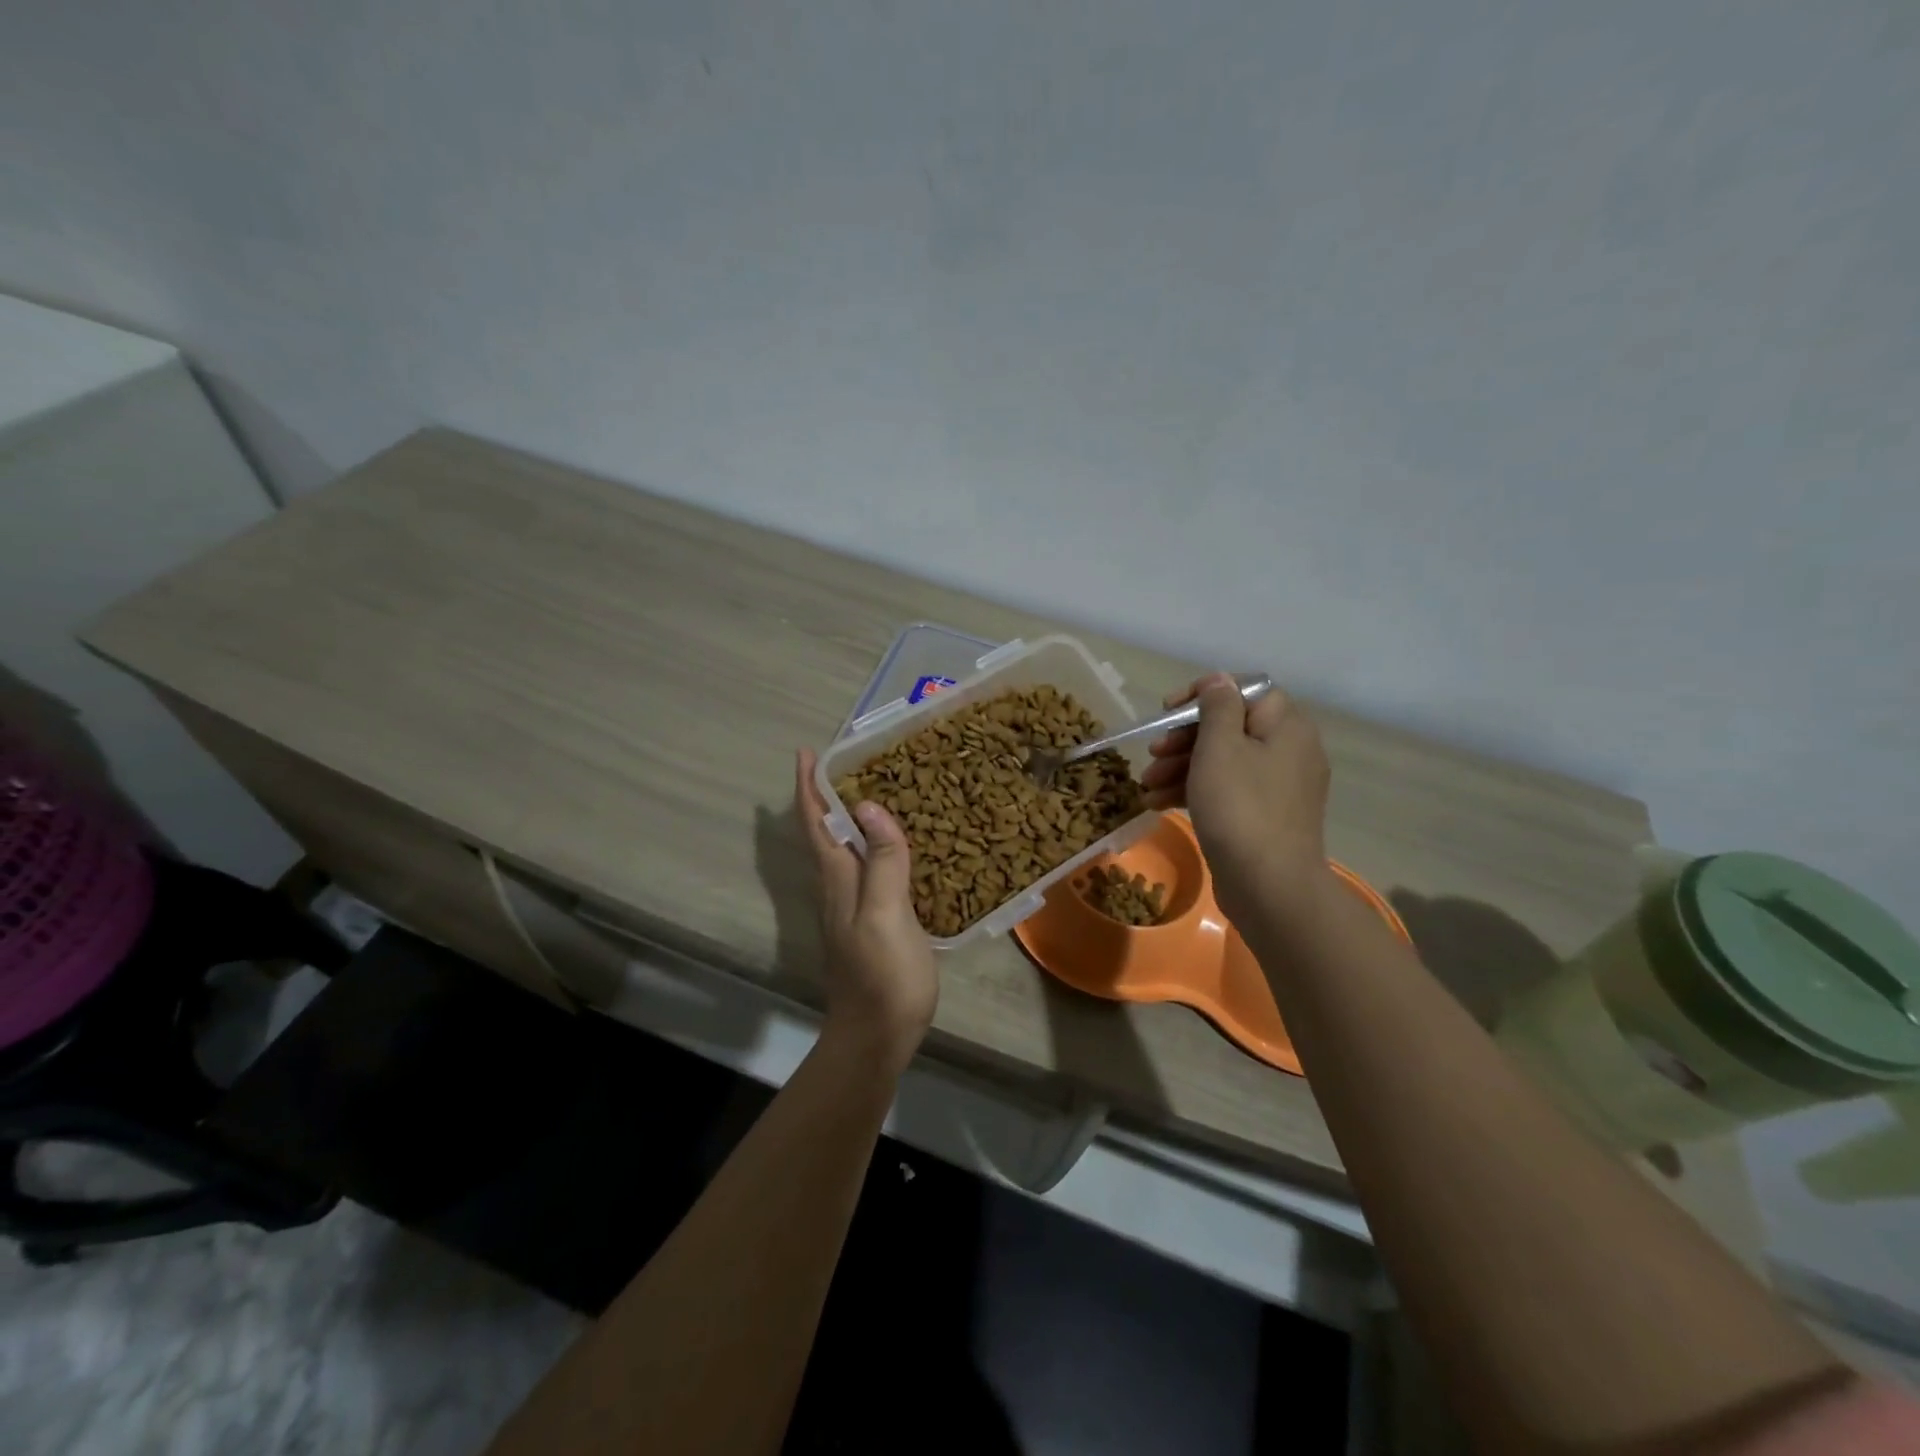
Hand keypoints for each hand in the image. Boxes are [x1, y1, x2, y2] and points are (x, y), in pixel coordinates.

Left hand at [795, 750, 939, 1076]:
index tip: (805, 752)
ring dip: (850, 817)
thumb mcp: (885, 914)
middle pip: (825, 832)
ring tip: (875, 789)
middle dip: (827, 795)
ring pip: (845, 849)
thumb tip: (868, 805)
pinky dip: (875, 844)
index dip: (808, 788)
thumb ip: (881, 861)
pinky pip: (868, 868)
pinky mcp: (872, 921)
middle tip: (850, 760)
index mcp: (838, 880)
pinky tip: (896, 844)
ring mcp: (853, 906)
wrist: (878, 1036)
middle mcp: (839, 887)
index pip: (815, 824)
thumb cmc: (883, 975)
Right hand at [1140, 673, 1331, 923]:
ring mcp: (1276, 787)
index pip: (1244, 691)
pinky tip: (1157, 804)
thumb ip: (1217, 707)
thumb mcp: (1220, 746)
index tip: (1168, 710)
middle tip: (1153, 753)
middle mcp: (1288, 751)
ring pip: (1222, 762)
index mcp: (1286, 726)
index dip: (1202, 695)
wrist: (1268, 885)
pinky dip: (1194, 792)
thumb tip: (1219, 680)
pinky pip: (1225, 791)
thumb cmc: (1240, 806)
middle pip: (1228, 728)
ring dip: (1180, 767)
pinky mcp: (1262, 817)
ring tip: (1146, 785)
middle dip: (1183, 739)